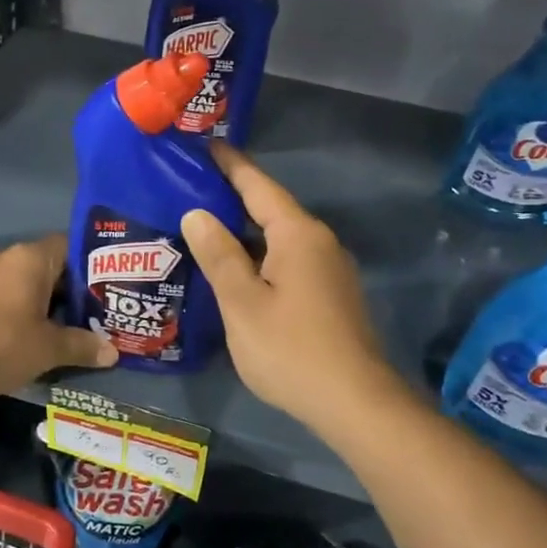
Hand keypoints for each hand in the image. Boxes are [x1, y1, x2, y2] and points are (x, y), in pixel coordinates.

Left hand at [0, 235, 116, 399]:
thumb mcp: (48, 349)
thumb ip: (82, 346)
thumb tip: (113, 352)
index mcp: (31, 258)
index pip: (71, 246)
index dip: (92, 266)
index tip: (109, 288)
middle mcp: (7, 258)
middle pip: (50, 266)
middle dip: (72, 290)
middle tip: (96, 314)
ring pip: (27, 283)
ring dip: (46, 303)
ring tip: (69, 329)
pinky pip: (6, 296)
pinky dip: (23, 311)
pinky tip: (32, 336)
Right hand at [182, 145, 405, 432]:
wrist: (355, 403)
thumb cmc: (291, 349)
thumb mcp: (242, 302)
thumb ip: (219, 255)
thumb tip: (196, 213)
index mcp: (297, 234)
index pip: (258, 185)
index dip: (231, 164)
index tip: (208, 144)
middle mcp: (318, 242)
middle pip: (270, 209)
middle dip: (233, 197)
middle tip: (191, 186)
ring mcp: (329, 270)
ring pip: (279, 238)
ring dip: (244, 230)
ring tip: (204, 227)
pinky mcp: (330, 295)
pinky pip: (288, 260)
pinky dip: (259, 255)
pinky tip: (236, 269)